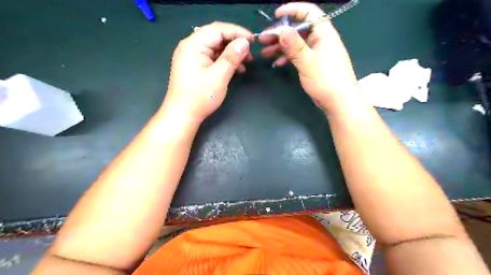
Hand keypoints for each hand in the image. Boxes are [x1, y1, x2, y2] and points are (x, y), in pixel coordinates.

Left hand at [162, 22, 252, 122]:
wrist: (183, 115)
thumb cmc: (200, 96)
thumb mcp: (219, 76)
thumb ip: (232, 57)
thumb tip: (245, 42)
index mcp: (194, 44)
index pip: (218, 29)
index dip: (237, 32)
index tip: (253, 40)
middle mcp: (190, 46)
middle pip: (216, 37)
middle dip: (235, 44)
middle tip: (250, 55)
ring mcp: (191, 56)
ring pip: (215, 48)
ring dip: (231, 54)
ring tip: (245, 64)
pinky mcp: (194, 66)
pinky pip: (211, 58)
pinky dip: (224, 61)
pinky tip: (235, 69)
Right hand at [260, 2, 359, 111]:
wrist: (339, 102)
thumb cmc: (327, 80)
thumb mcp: (308, 62)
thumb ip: (294, 46)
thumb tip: (282, 31)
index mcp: (323, 34)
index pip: (309, 13)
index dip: (293, 10)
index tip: (276, 15)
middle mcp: (320, 40)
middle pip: (298, 30)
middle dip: (280, 34)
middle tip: (263, 40)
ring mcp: (316, 53)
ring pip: (296, 45)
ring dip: (281, 48)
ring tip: (265, 53)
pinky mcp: (313, 65)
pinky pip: (298, 57)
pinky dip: (288, 58)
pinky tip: (277, 64)